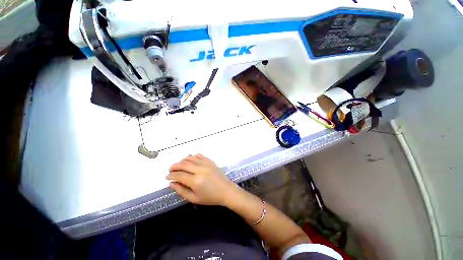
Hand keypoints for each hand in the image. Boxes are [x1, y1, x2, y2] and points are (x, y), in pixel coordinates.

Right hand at [167, 154, 238, 205]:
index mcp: (195, 181)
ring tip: (178, 165)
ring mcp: (206, 163)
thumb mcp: (194, 199)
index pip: (179, 175)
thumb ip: (181, 191)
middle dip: (174, 166)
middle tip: (170, 170)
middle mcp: (200, 169)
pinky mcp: (210, 161)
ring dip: (182, 161)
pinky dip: (192, 157)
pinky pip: (199, 155)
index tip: (167, 177)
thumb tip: (171, 183)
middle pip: (183, 164)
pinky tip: (189, 160)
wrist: (226, 190)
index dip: (171, 175)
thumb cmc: (210, 197)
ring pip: (190, 158)